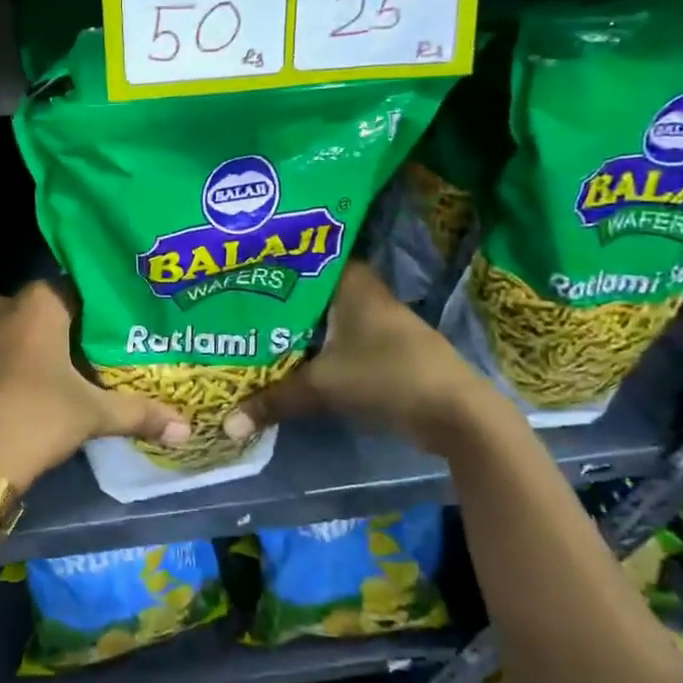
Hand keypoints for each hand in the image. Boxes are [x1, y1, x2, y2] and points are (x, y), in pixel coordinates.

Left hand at [0, 280, 189, 492]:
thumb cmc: (36, 420)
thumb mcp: (92, 416)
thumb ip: (139, 413)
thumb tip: (186, 427)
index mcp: (38, 306)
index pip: (70, 293)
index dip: (85, 316)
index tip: (95, 341)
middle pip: (30, 312)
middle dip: (46, 332)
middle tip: (65, 366)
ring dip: (8, 349)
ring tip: (25, 384)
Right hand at [221, 262, 502, 453]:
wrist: (455, 413)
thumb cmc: (387, 376)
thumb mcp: (322, 387)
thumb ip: (274, 401)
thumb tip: (227, 425)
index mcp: (351, 282)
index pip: (305, 257)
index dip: (272, 263)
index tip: (239, 269)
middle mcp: (364, 293)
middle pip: (310, 290)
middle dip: (276, 300)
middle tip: (233, 304)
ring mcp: (377, 322)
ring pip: (324, 317)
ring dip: (295, 327)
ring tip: (250, 330)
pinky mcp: (383, 349)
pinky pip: (338, 339)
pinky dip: (314, 347)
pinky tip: (286, 357)